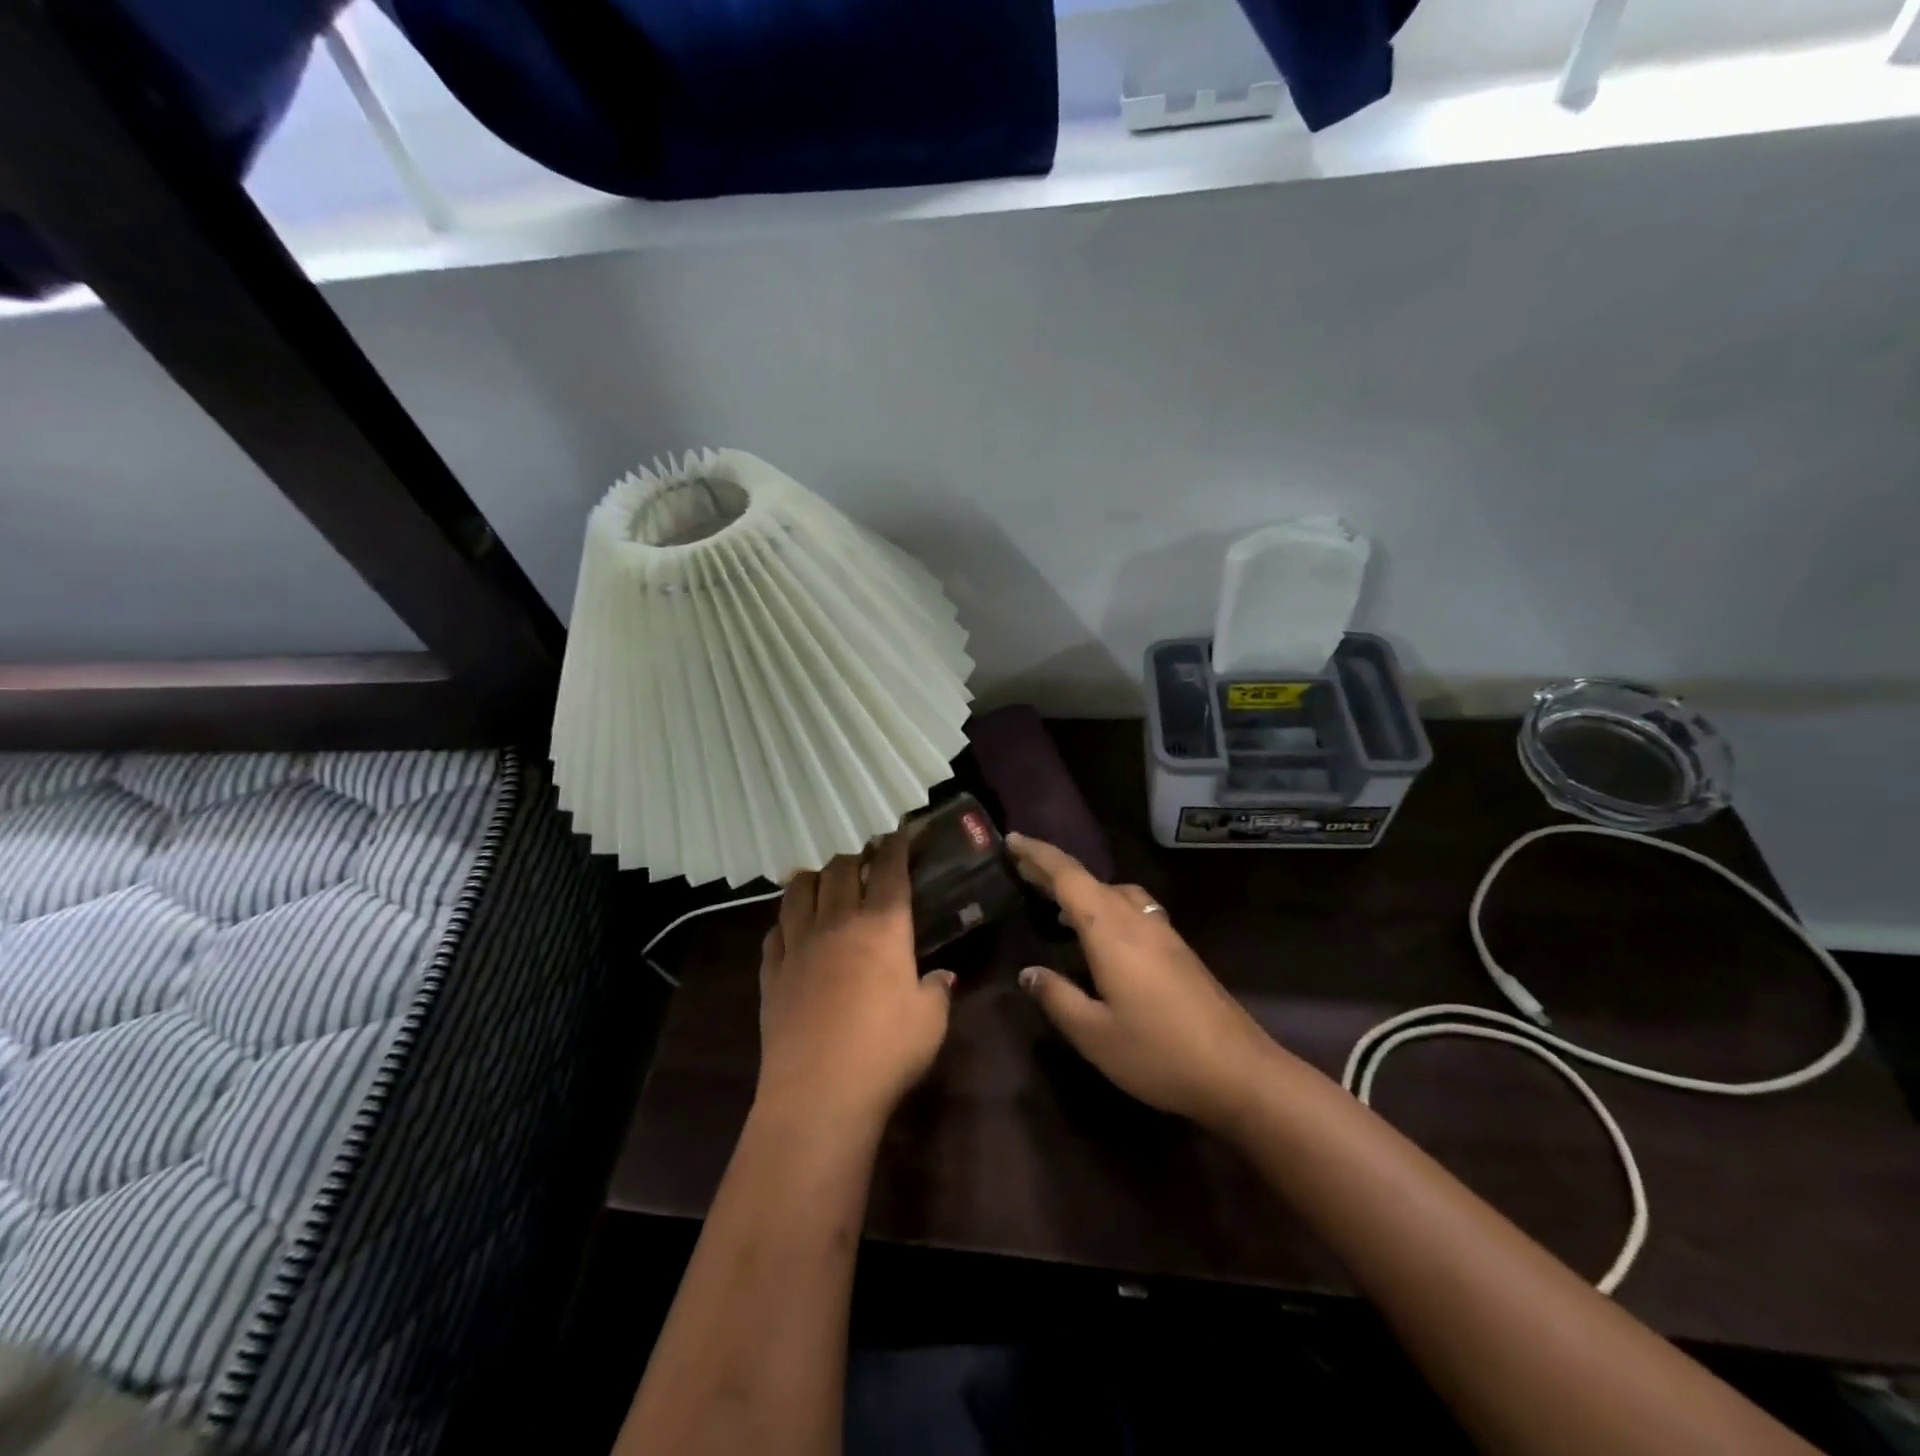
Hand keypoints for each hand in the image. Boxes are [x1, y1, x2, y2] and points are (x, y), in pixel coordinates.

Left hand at [756, 832, 955, 1129]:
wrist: (819, 1092)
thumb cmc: (887, 1051)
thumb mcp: (930, 1020)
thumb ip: (937, 990)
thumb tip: (942, 976)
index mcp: (882, 925)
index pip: (889, 870)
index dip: (895, 846)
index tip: (898, 834)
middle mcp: (837, 922)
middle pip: (840, 869)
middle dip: (855, 856)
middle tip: (865, 862)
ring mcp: (798, 944)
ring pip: (799, 889)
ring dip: (815, 877)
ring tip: (825, 883)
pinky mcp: (771, 971)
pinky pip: (774, 931)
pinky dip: (786, 920)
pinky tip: (793, 928)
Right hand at [1009, 833, 1277, 1129]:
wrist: (1239, 1072)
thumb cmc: (1158, 1053)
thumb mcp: (1094, 1034)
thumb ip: (1057, 998)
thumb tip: (1029, 973)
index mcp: (1110, 930)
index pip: (1067, 876)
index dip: (1037, 855)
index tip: (1011, 840)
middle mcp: (1136, 919)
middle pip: (1089, 880)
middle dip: (1053, 870)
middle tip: (1021, 868)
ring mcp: (1162, 931)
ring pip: (1115, 892)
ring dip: (1082, 889)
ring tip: (1056, 904)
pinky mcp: (1178, 949)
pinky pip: (1131, 908)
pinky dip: (1104, 905)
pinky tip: (1100, 934)